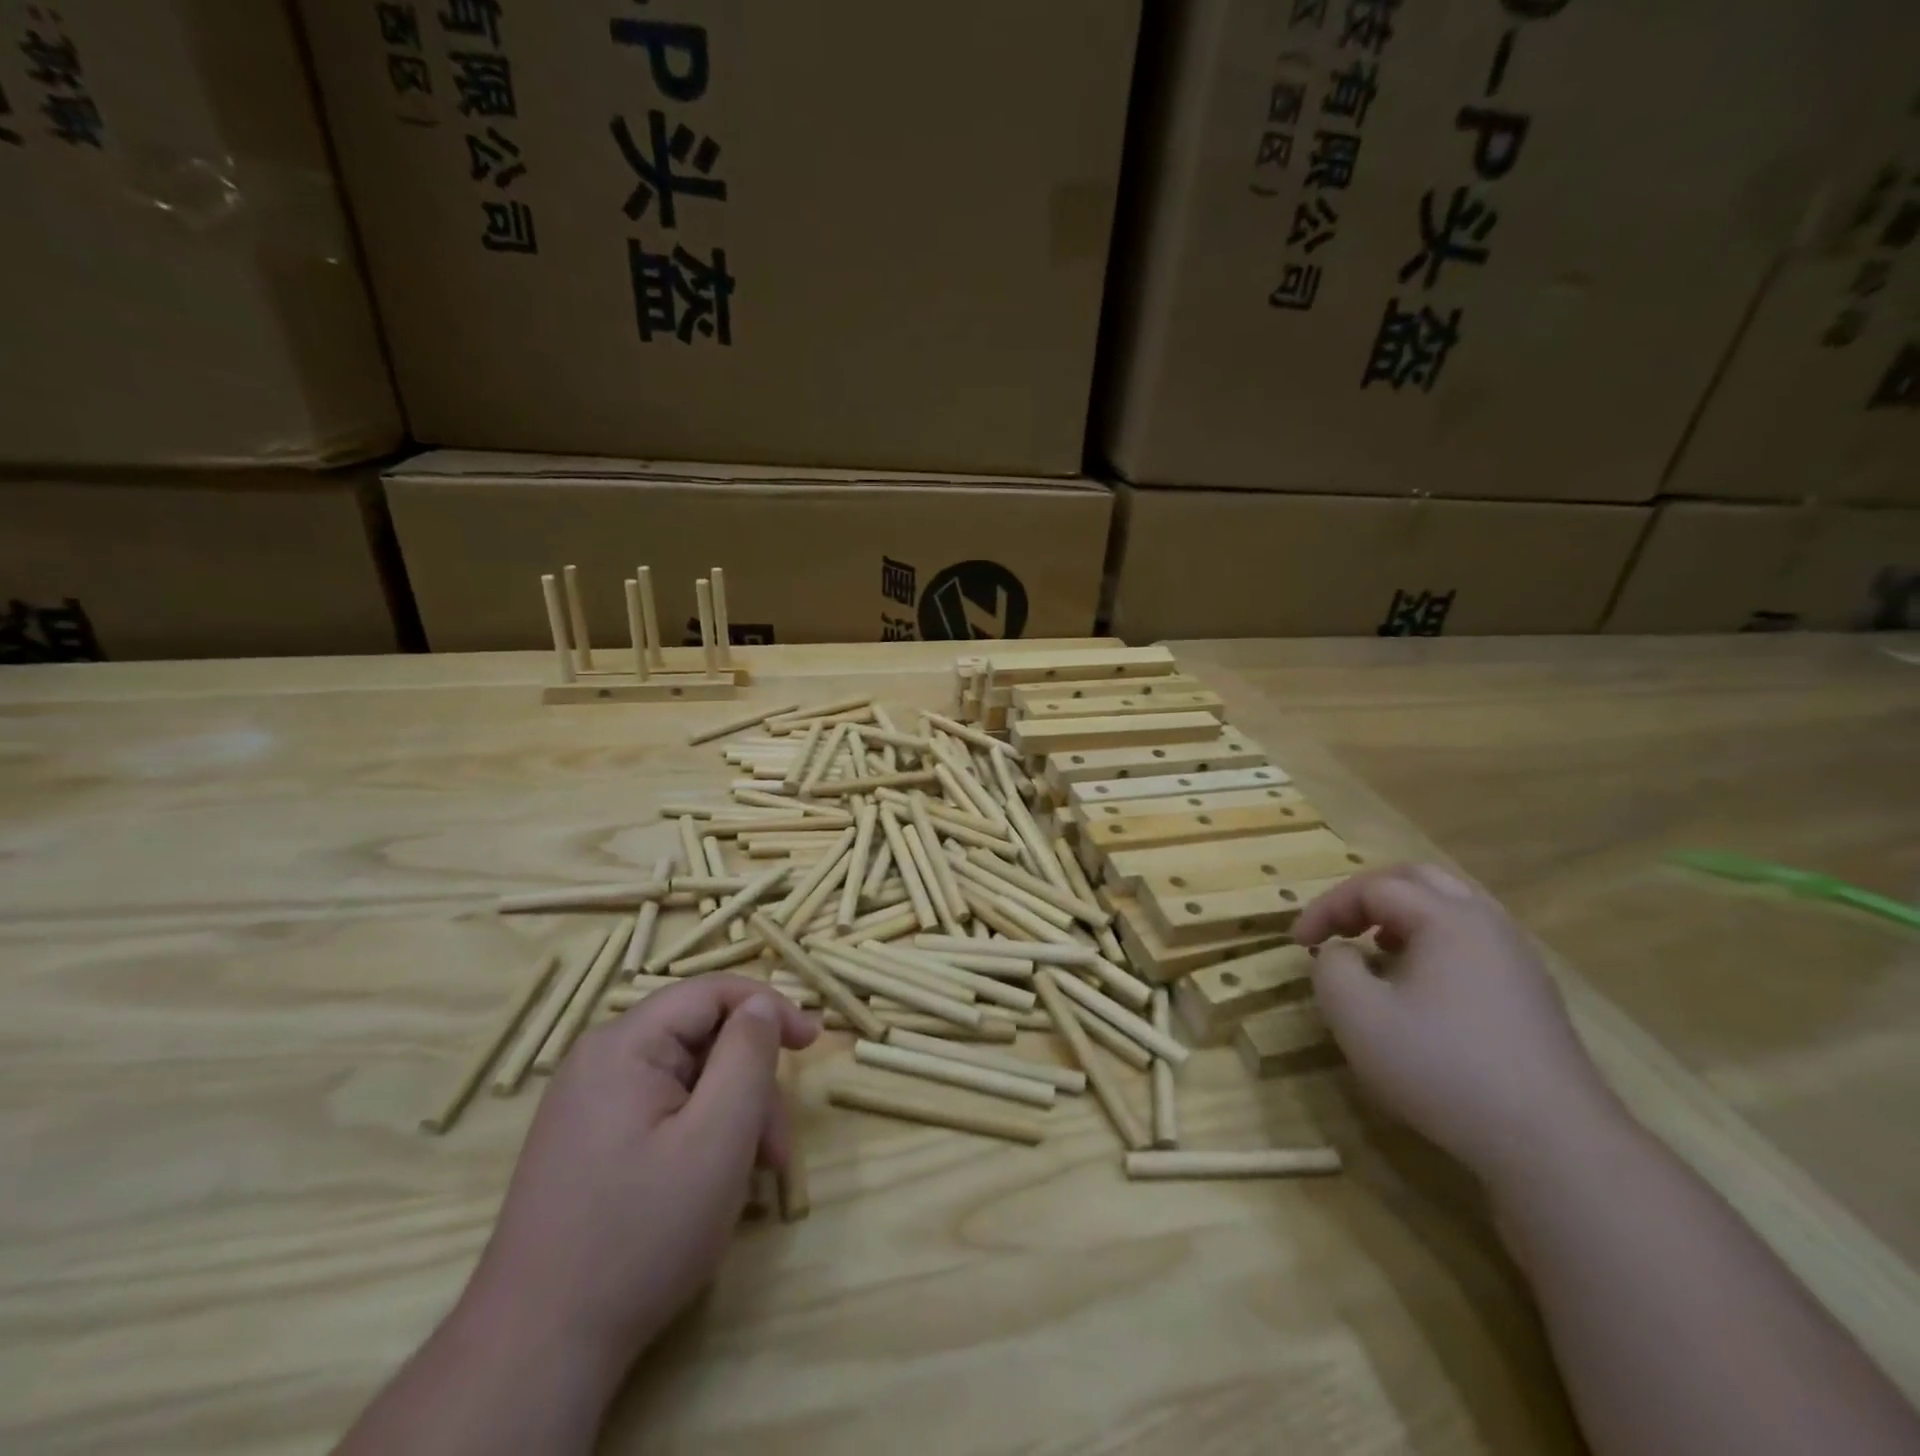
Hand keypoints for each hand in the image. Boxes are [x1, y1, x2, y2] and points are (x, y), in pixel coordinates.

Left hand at [460, 976, 817, 1388]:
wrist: (537, 1351)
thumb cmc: (641, 1234)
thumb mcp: (718, 1137)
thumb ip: (748, 1055)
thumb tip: (762, 1006)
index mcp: (624, 1044)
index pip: (712, 992)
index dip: (769, 1007)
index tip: (813, 1043)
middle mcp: (601, 1060)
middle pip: (703, 1040)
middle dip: (751, 1084)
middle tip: (778, 1148)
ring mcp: (590, 1103)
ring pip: (689, 1079)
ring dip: (732, 1116)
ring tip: (754, 1178)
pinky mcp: (590, 1141)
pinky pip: (665, 1110)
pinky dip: (701, 1134)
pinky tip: (713, 1183)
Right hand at [1293, 864, 1620, 1184]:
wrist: (1553, 1144)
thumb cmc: (1443, 1068)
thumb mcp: (1357, 1016)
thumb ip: (1331, 968)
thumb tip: (1340, 953)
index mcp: (1447, 919)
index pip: (1373, 887)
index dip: (1326, 907)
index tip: (1297, 942)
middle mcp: (1488, 925)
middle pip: (1420, 880)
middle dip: (1368, 894)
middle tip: (1338, 925)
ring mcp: (1518, 960)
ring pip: (1452, 907)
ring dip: (1403, 916)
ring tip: (1375, 947)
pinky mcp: (1532, 995)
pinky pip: (1473, 941)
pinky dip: (1432, 942)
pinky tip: (1418, 985)